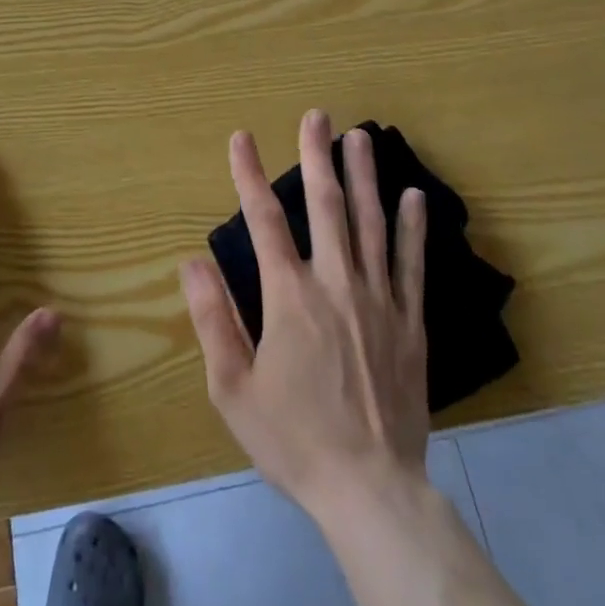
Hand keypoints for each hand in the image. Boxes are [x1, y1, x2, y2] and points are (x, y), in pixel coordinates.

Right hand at [180, 110, 429, 525]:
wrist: (370, 490)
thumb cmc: (293, 439)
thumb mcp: (233, 388)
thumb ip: (212, 319)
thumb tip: (191, 261)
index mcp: (289, 296)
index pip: (263, 219)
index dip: (248, 174)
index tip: (241, 137)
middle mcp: (335, 283)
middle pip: (325, 205)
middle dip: (317, 155)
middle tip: (316, 115)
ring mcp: (378, 299)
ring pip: (370, 223)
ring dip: (364, 175)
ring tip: (361, 136)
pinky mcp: (409, 322)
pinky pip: (411, 264)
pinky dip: (412, 228)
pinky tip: (413, 196)